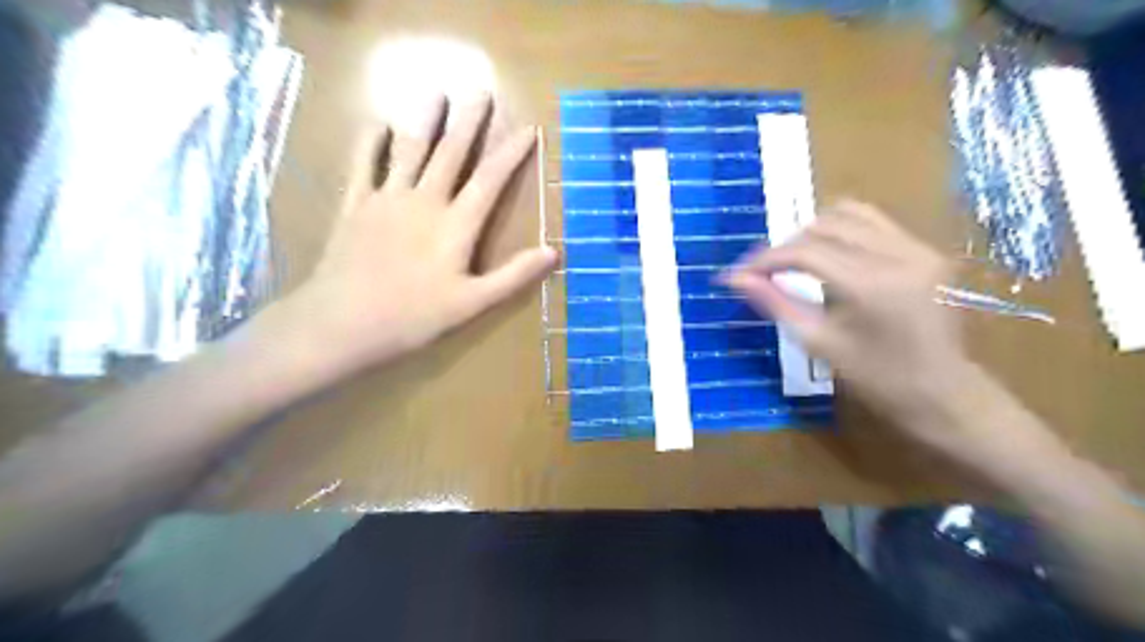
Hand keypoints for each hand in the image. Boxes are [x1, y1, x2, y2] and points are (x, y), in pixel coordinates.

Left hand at [283, 92, 556, 375]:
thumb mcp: (472, 303)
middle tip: (480, 91)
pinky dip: (371, 143)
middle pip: (451, 154)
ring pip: (410, 151)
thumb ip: (513, 275)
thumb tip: (553, 251)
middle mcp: (424, 202)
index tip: (528, 129)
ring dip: (425, 121)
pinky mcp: (356, 206)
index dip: (511, 154)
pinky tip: (377, 125)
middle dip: (469, 122)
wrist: (343, 322)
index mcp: (456, 225)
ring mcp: (387, 199)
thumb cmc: (414, 317)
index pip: (490, 181)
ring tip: (436, 93)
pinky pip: (364, 166)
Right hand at [723, 204, 973, 443]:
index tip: (738, 274)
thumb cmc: (876, 378)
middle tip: (764, 272)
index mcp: (871, 285)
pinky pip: (874, 222)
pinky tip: (829, 254)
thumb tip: (736, 279)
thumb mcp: (817, 343)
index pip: (804, 252)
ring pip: (849, 214)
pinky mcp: (926, 249)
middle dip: (786, 246)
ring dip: (812, 232)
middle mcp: (898, 254)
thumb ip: (775, 304)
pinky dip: (841, 231)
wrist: (943, 393)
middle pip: (824, 227)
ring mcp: (918, 247)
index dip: (765, 259)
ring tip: (794, 260)